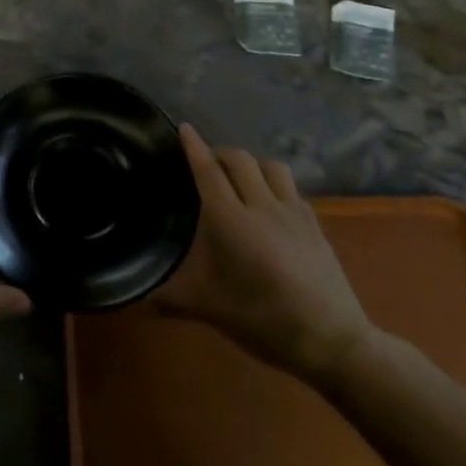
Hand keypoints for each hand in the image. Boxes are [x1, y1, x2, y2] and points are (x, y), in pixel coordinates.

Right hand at [153, 124, 376, 385]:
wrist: (330, 338)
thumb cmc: (261, 318)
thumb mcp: (207, 309)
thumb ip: (168, 299)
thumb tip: (135, 302)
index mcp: (229, 219)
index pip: (208, 171)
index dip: (194, 147)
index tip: (184, 128)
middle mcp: (261, 205)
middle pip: (241, 160)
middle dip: (220, 153)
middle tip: (205, 163)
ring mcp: (294, 212)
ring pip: (271, 166)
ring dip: (251, 163)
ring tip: (240, 177)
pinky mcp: (315, 225)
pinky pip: (292, 188)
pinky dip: (275, 184)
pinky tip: (271, 204)